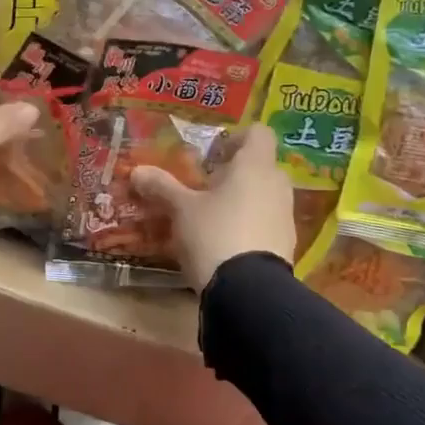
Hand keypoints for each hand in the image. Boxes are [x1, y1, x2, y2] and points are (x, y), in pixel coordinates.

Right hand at [130, 124, 295, 289]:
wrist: (249, 291)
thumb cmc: (214, 234)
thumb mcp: (181, 210)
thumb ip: (162, 187)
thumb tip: (137, 171)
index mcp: (254, 166)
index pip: (259, 133)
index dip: (237, 139)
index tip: (213, 155)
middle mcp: (277, 184)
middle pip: (260, 166)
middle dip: (234, 174)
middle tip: (206, 188)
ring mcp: (286, 216)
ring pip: (264, 196)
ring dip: (242, 200)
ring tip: (212, 218)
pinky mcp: (287, 244)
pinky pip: (267, 222)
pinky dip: (250, 225)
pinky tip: (226, 243)